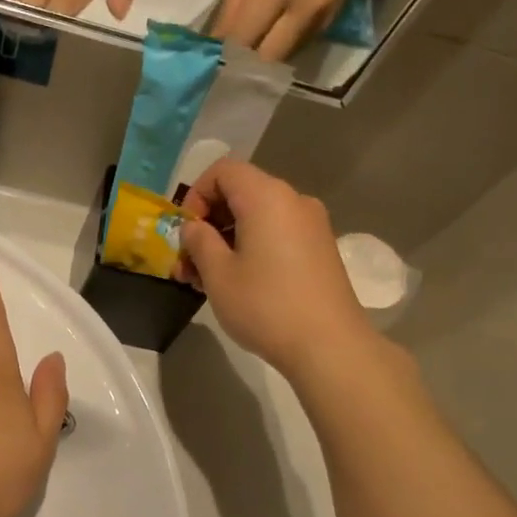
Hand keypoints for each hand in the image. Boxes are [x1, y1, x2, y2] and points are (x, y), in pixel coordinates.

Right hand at [177, 161, 376, 380]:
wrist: (329, 345)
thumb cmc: (266, 305)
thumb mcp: (218, 274)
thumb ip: (199, 241)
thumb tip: (195, 228)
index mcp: (267, 196)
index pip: (223, 170)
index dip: (196, 195)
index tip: (187, 233)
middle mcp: (293, 201)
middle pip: (241, 193)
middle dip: (208, 224)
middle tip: (188, 263)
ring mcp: (312, 225)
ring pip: (258, 218)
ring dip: (226, 241)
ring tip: (205, 280)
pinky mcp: (320, 249)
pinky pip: (277, 234)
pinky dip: (252, 248)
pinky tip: (238, 284)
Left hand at [211, 0, 382, 60]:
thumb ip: (234, 1)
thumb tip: (216, 42)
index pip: (244, 38)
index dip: (223, 56)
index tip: (206, 63)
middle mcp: (304, 8)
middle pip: (266, 60)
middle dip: (243, 66)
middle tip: (225, 64)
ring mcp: (322, 18)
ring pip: (282, 58)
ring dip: (262, 60)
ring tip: (244, 52)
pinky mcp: (332, 22)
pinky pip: (298, 46)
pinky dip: (279, 47)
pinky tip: (268, 37)